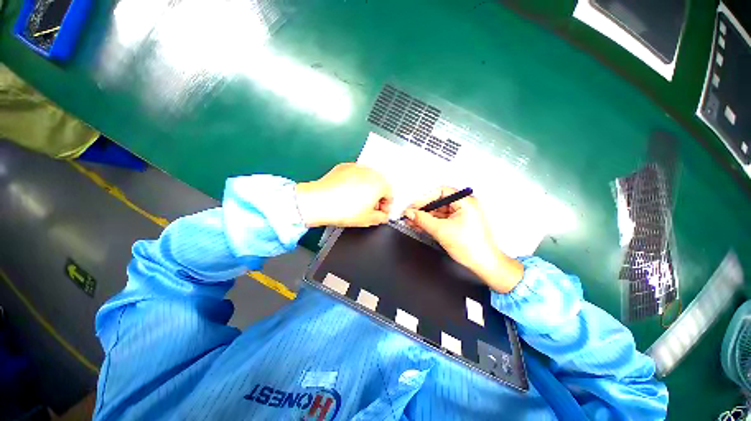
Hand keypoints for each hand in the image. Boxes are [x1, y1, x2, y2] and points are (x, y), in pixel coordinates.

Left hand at [295, 163, 392, 227]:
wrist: (319, 201)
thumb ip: (381, 218)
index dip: (385, 207)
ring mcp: (357, 167)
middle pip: (380, 185)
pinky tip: (347, 194)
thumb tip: (383, 216)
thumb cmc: (344, 210)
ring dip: (367, 190)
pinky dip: (355, 184)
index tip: (380, 213)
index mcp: (380, 183)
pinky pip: (356, 176)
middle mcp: (370, 171)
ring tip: (357, 202)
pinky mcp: (344, 167)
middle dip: (377, 197)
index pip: (390, 195)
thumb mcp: (368, 219)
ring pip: (368, 180)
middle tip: (369, 209)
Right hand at [404, 187, 523, 292]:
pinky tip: (419, 225)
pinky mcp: (457, 224)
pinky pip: (440, 220)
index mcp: (465, 201)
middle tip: (410, 215)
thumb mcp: (441, 230)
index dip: (424, 199)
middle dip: (422, 209)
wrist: (484, 264)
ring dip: (424, 217)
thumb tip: (410, 213)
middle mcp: (464, 205)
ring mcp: (460, 215)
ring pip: (437, 212)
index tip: (413, 207)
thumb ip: (423, 220)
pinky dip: (430, 223)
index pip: (440, 192)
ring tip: (411, 221)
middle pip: (437, 202)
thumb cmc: (472, 247)